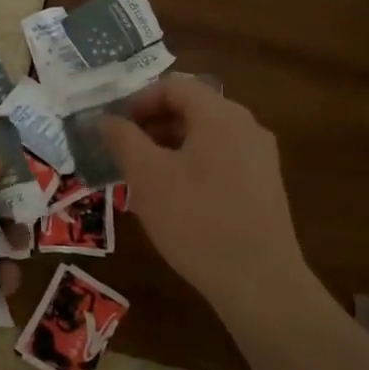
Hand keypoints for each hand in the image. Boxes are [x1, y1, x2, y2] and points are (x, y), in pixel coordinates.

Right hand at [98, 76, 309, 314]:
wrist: (260, 283)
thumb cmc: (196, 221)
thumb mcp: (147, 177)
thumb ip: (122, 139)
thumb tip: (104, 118)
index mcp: (220, 115)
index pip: (173, 85)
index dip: (137, 101)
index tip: (113, 129)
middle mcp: (246, 126)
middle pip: (191, 108)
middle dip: (151, 126)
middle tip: (122, 153)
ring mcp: (260, 157)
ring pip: (205, 136)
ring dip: (168, 147)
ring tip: (142, 179)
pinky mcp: (264, 186)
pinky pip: (221, 159)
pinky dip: (191, 166)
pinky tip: (174, 200)